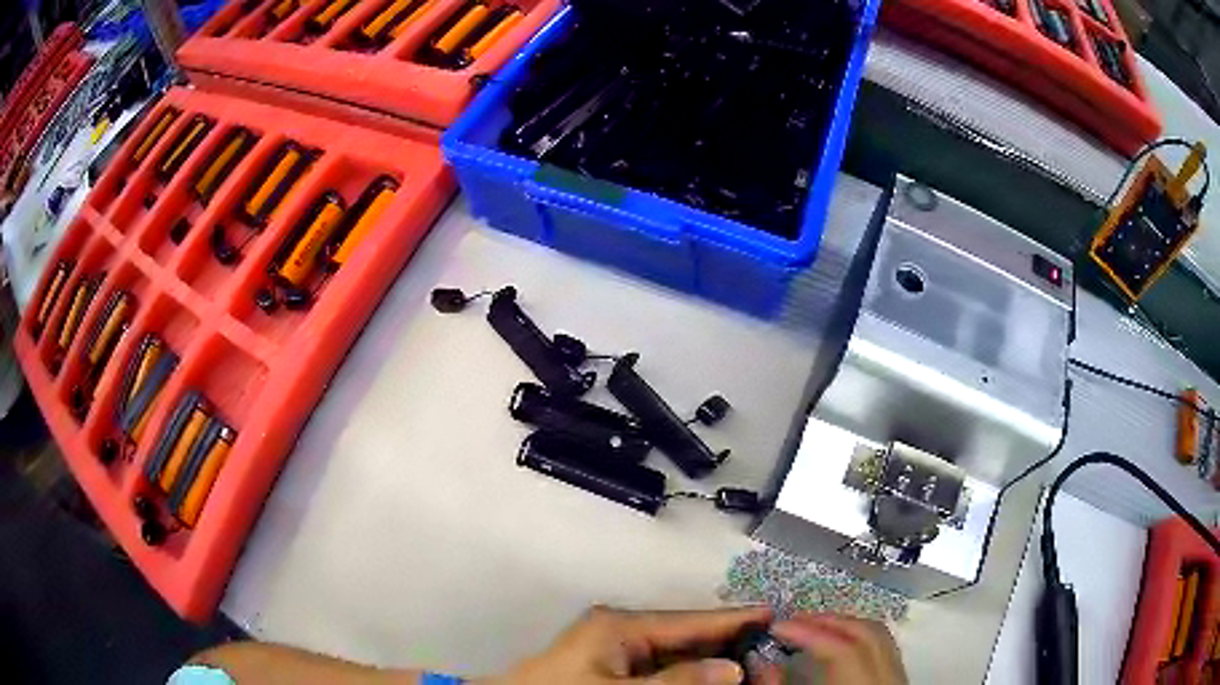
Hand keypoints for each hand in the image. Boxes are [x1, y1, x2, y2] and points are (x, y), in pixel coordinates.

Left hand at [484, 605, 770, 684]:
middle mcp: (624, 631)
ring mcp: (619, 651)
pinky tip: (713, 678)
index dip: (733, 619)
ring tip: (752, 668)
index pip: (691, 621)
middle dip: (729, 646)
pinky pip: (664, 668)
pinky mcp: (616, 669)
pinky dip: (690, 674)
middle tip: (769, 655)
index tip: (774, 616)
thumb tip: (732, 668)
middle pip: (689, 636)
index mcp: (621, 625)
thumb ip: (676, 682)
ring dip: (713, 662)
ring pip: (680, 654)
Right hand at [748, 614, 906, 684]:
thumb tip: (758, 660)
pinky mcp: (896, 683)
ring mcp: (897, 681)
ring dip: (844, 626)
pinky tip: (834, 644)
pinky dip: (857, 638)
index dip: (808, 632)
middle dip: (827, 622)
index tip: (775, 627)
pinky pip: (883, 648)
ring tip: (809, 628)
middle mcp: (887, 682)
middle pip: (867, 636)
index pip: (842, 651)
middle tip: (790, 623)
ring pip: (879, 637)